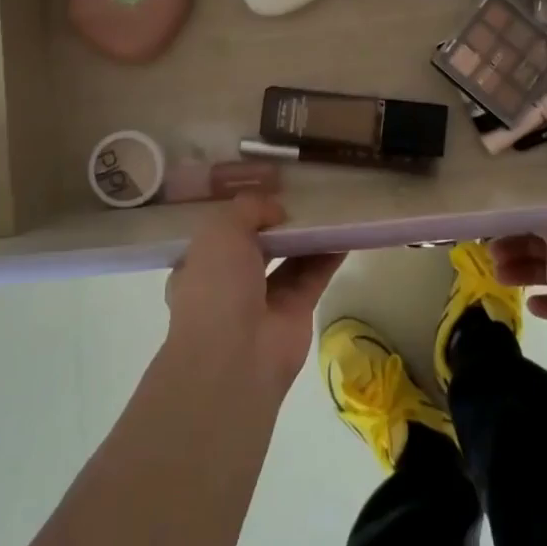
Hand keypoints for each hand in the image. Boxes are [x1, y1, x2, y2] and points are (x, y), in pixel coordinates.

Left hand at [164, 196, 344, 401]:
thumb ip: (249, 208)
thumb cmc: (216, 287)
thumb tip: (277, 211)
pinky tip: (346, 231)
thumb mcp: (221, 230)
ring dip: (308, 235)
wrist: (235, 358)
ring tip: (330, 206)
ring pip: (290, 257)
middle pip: (259, 243)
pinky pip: (315, 274)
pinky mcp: (296, 310)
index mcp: (200, 264)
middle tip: (303, 194)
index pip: (220, 232)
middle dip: (278, 221)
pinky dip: (330, 254)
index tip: (264, 187)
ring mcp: (264, 298)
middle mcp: (230, 281)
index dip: (241, 211)